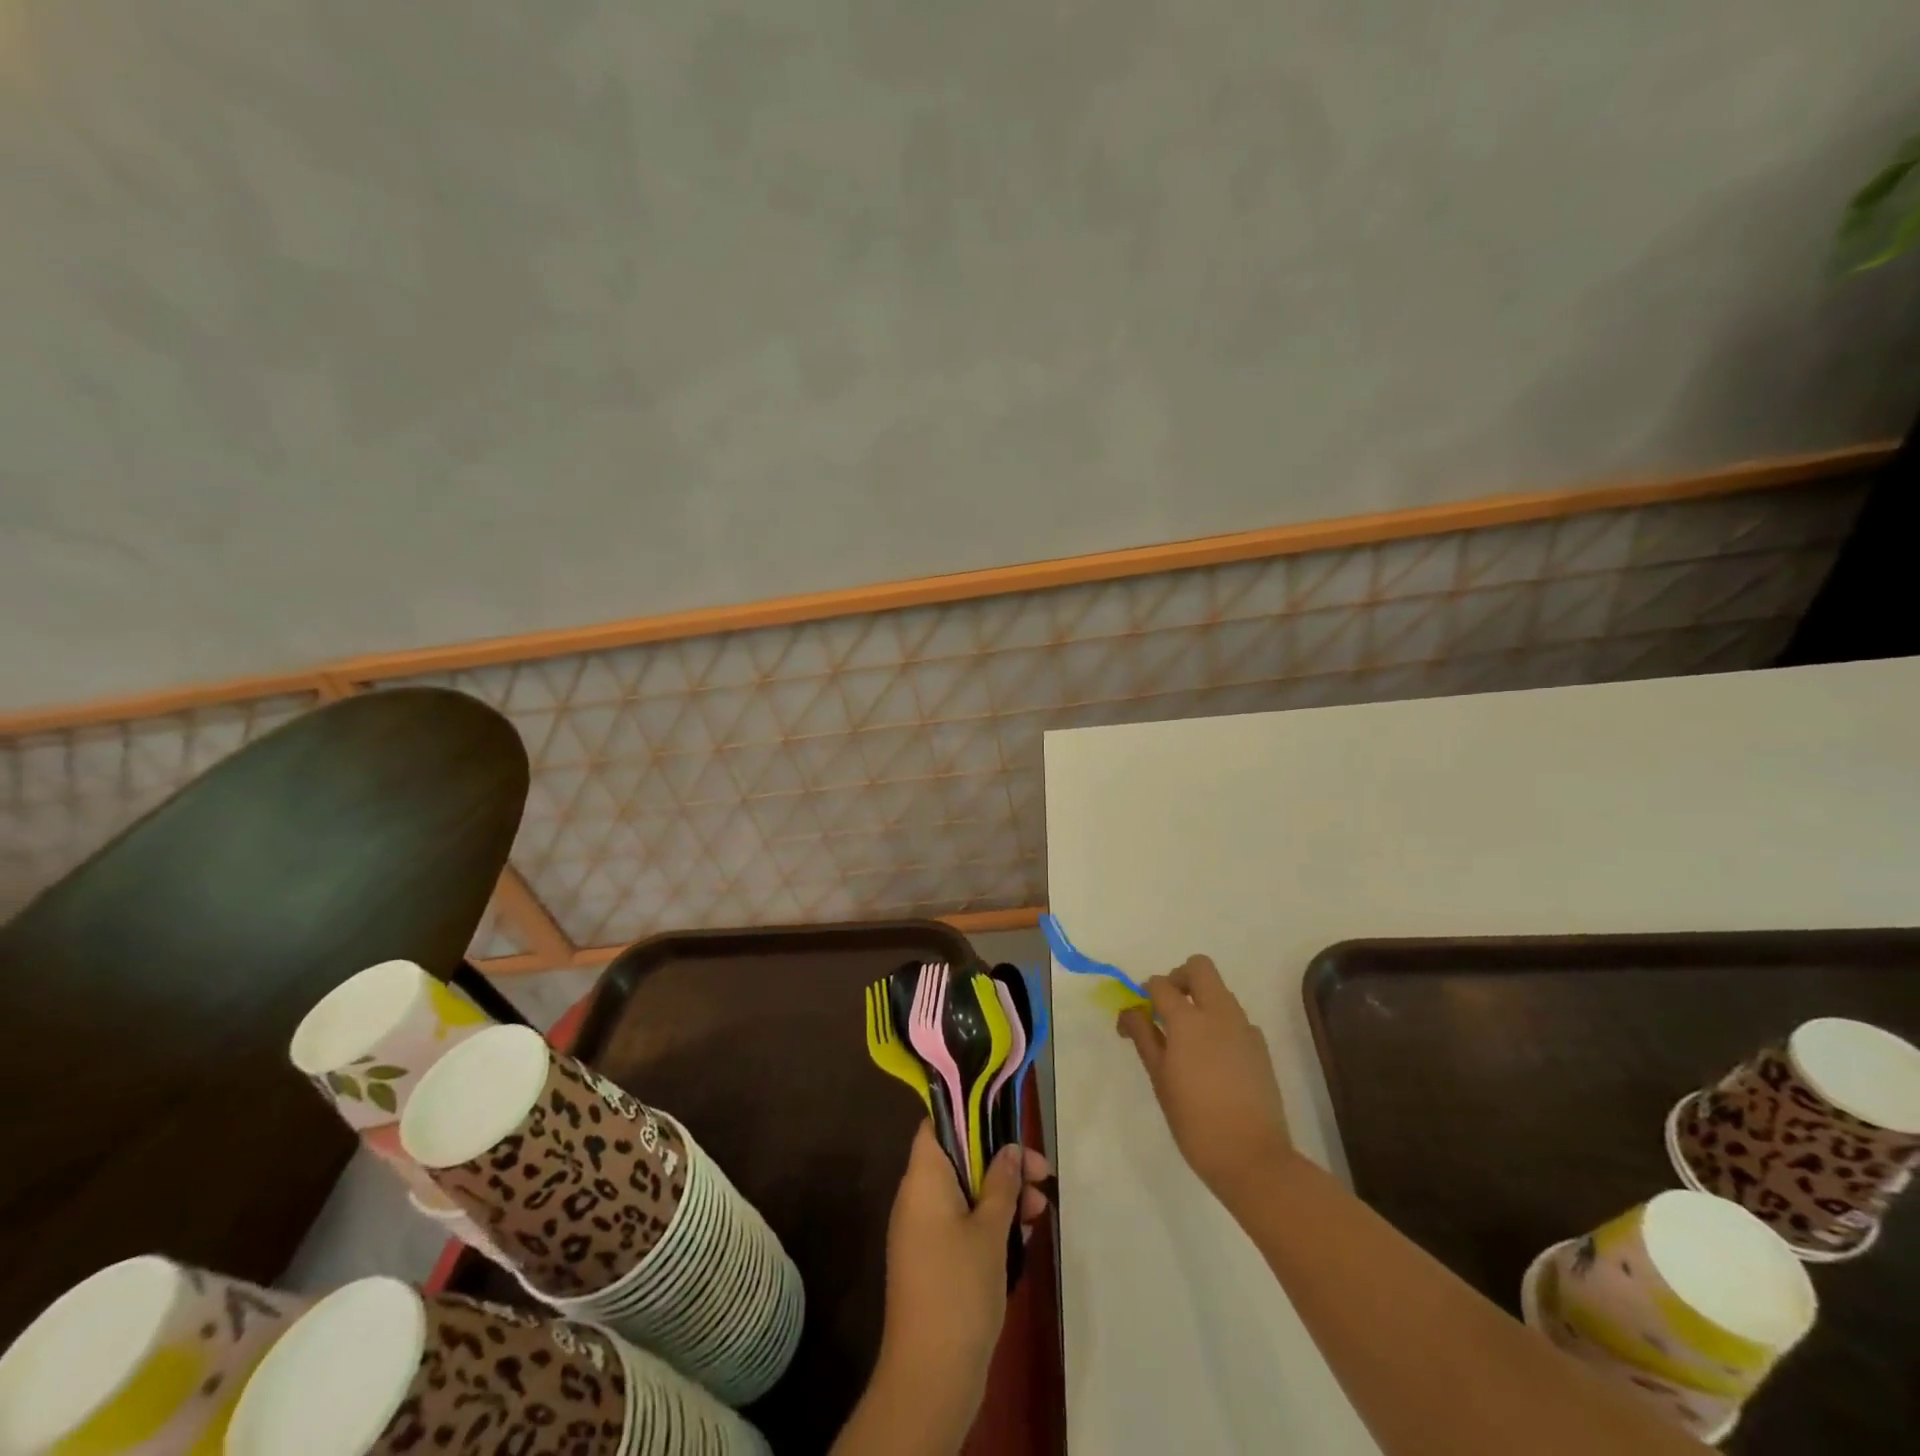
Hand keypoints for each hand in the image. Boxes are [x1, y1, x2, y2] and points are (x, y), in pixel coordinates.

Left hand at [872, 1122, 1051, 1444]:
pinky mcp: (932, 1260)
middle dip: (1000, 1163)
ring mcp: (922, 1231)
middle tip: (1041, 1175)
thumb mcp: (990, 1231)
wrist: (930, 1376)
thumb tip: (1009, 1150)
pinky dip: (990, 1223)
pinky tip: (1023, 1236)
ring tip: (1040, 1210)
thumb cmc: (959, 1289)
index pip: (937, 1125)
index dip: (969, 1117)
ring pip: (965, 1193)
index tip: (1006, 1122)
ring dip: (1002, 1196)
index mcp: (923, 1179)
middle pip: (958, 1159)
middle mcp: (917, 1197)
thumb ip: (1001, 1184)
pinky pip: (961, 1223)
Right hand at [1118, 954, 1293, 1206]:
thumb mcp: (1160, 1079)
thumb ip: (1144, 1037)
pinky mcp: (1260, 1047)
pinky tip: (1212, 1059)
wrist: (1254, 1159)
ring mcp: (1245, 1028)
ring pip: (1220, 991)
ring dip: (1200, 1000)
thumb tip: (1130, 1011)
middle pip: (1200, 968)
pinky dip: (1219, 1024)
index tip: (1136, 1016)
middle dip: (1178, 978)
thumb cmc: (1195, 1121)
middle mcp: (1219, 1013)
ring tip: (1187, 1040)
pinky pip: (1235, 1018)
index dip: (1144, 993)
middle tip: (1166, 1009)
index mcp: (1188, 1020)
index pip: (1161, 984)